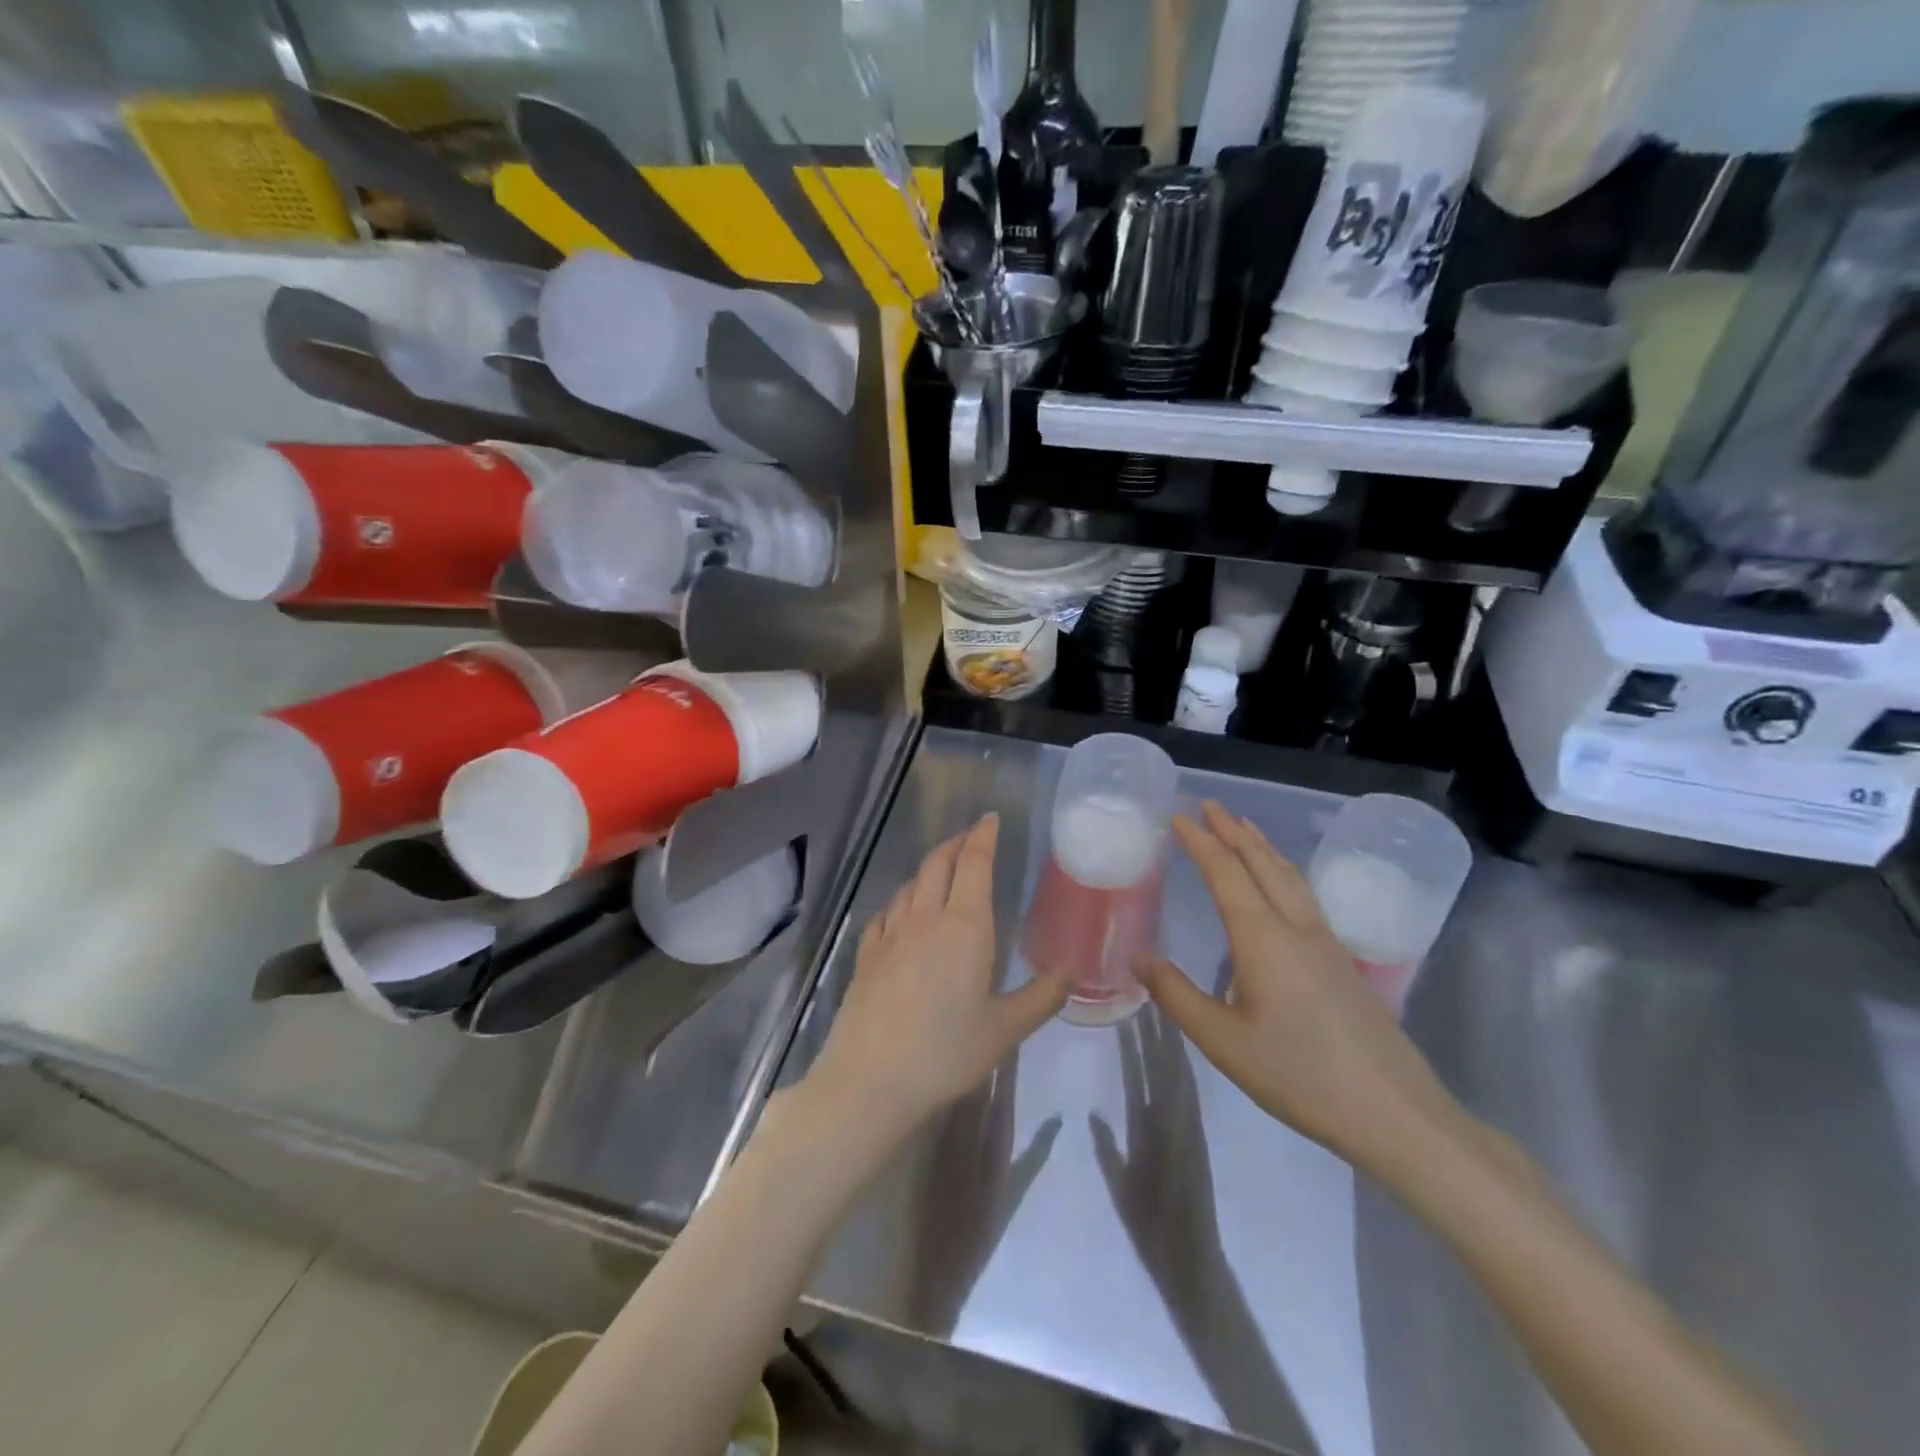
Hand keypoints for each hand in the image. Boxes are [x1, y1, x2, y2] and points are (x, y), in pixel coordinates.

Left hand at [806, 813, 1068, 1141]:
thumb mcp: (1005, 1030)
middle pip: (938, 864)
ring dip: (928, 868)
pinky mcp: (866, 955)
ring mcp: (890, 935)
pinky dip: (900, 901)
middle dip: (956, 844)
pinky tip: (901, 913)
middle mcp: (925, 919)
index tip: (990, 818)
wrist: (870, 1080)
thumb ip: (1042, 997)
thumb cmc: (945, 1052)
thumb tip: (1072, 970)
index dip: (983, 837)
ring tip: (941, 870)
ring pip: (910, 885)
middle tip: (970, 836)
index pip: (974, 865)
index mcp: (965, 927)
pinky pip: (886, 913)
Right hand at [1138, 802, 1464, 1181]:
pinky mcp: (1343, 962)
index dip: (1200, 841)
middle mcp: (1295, 927)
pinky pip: (1305, 896)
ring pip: (1290, 877)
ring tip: (1244, 828)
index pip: (1225, 873)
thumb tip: (1139, 958)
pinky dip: (1283, 871)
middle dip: (1232, 830)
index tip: (1178, 816)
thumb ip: (1177, 996)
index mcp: (1262, 938)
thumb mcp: (1223, 1042)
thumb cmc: (1299, 1075)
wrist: (1394, 1113)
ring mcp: (1326, 942)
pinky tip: (1282, 886)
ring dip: (1262, 846)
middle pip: (1262, 863)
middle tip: (1208, 805)